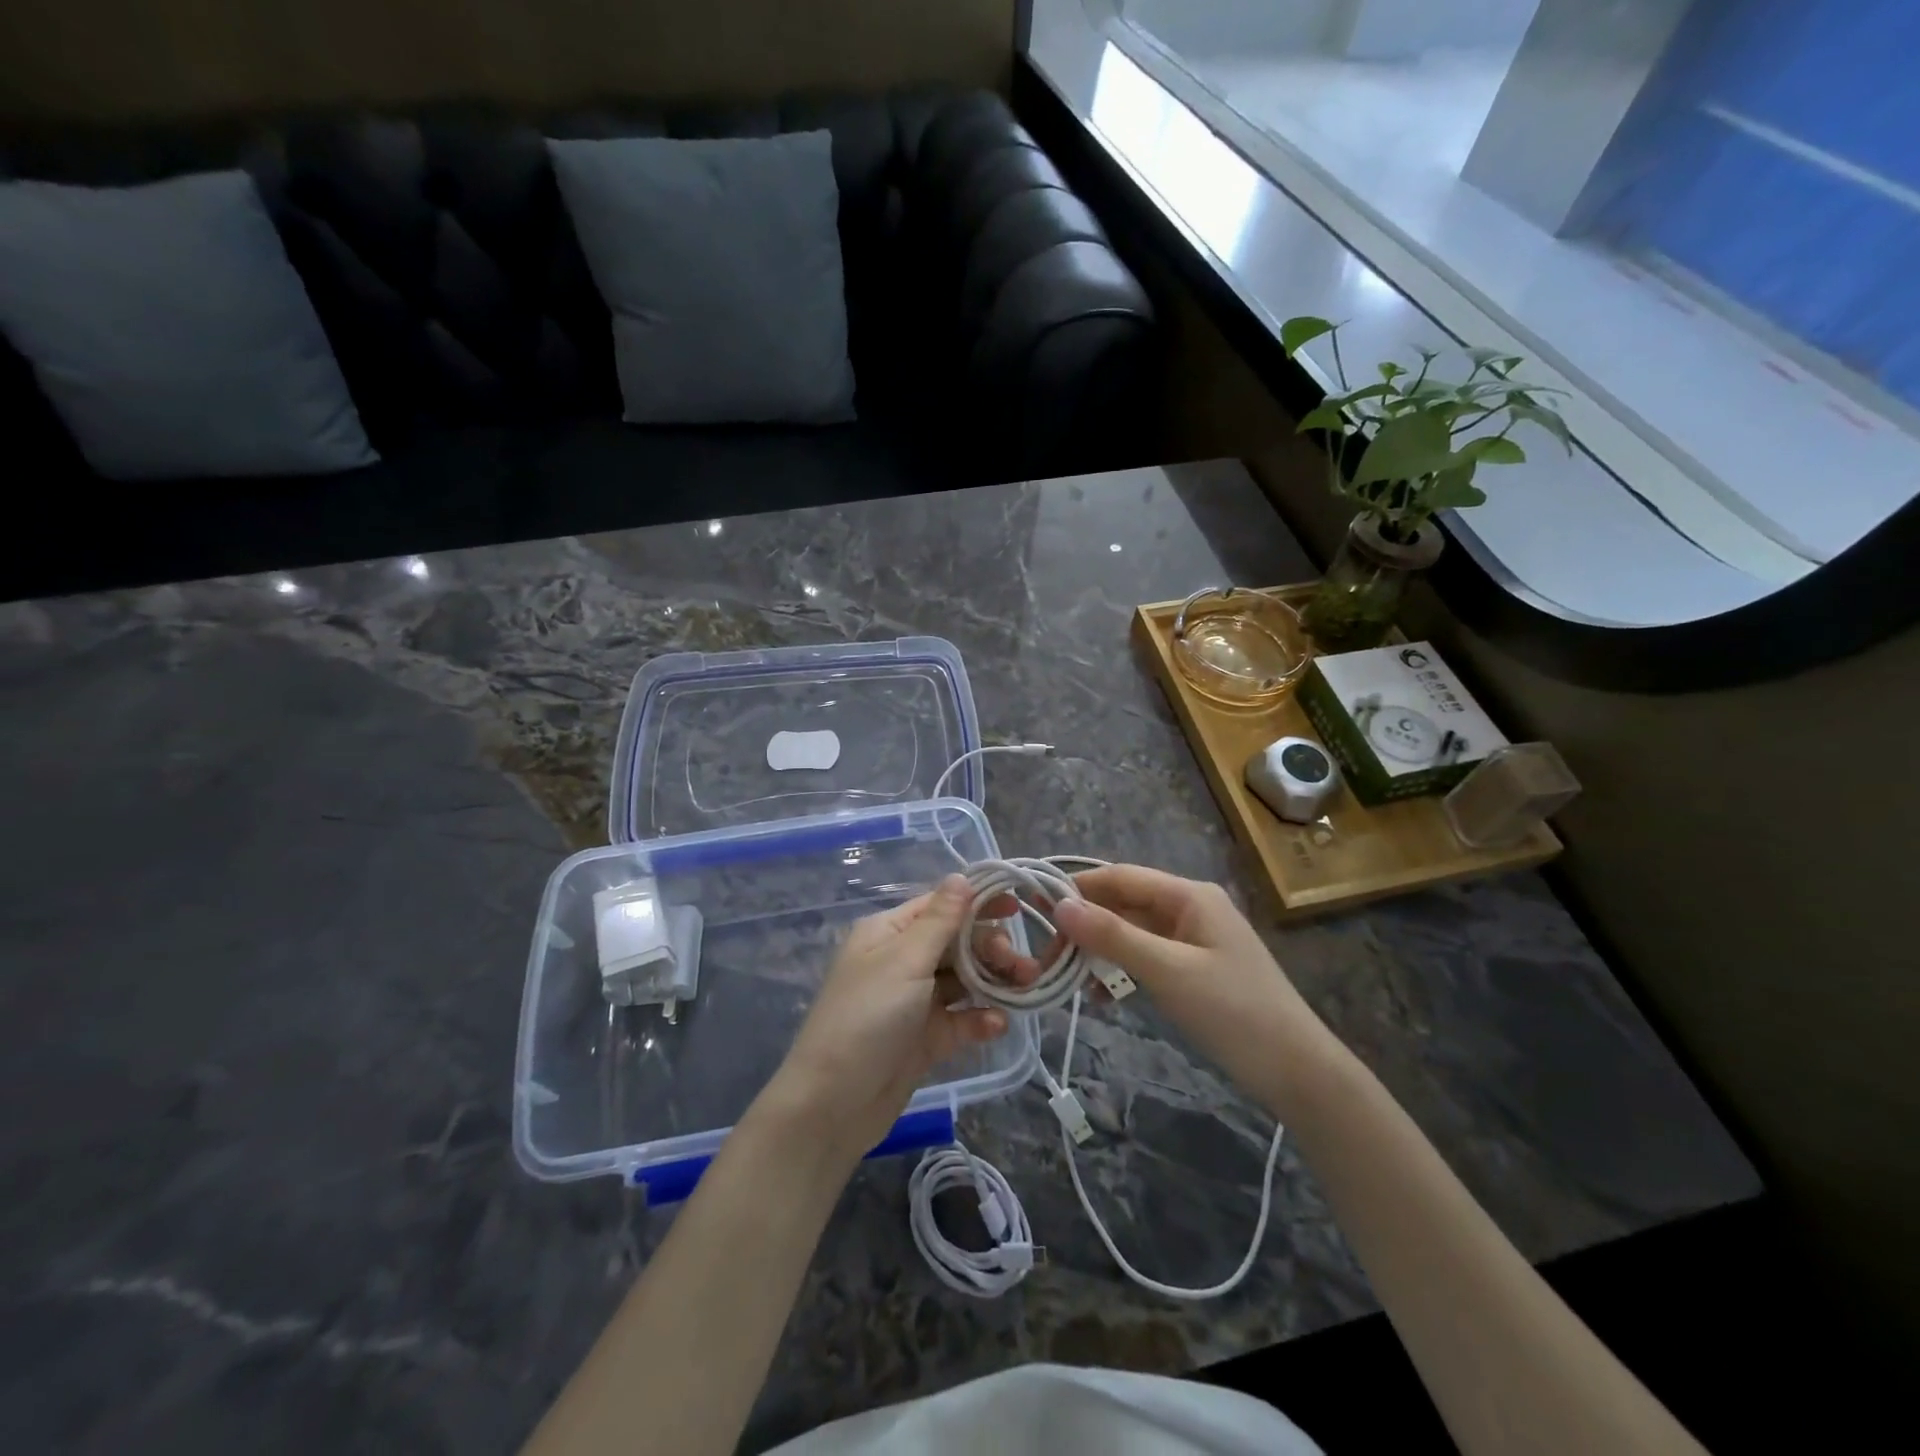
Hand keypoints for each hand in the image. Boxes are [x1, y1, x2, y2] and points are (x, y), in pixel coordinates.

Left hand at [761, 874, 1010, 1161]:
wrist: (833, 1105)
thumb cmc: (866, 1018)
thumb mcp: (904, 962)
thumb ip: (940, 921)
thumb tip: (961, 875)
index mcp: (890, 933)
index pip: (940, 905)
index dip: (978, 902)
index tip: (1019, 906)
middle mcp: (902, 960)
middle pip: (958, 942)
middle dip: (992, 948)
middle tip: (1021, 964)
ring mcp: (915, 1001)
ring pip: (965, 980)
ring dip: (995, 981)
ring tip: (1026, 987)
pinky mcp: (926, 1038)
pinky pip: (960, 1018)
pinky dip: (980, 1018)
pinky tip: (996, 1025)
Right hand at [1052, 865, 1340, 1116]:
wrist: (1297, 1072)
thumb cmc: (1234, 1012)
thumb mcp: (1168, 971)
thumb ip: (1113, 936)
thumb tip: (1060, 906)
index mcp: (1188, 896)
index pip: (1120, 877)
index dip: (1077, 888)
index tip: (1035, 908)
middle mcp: (1189, 909)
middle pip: (1124, 904)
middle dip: (1086, 926)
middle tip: (1048, 955)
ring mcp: (1192, 941)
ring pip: (1131, 934)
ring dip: (1100, 952)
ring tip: (1068, 979)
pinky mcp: (1193, 970)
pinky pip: (1145, 959)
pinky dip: (1120, 973)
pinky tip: (1101, 998)